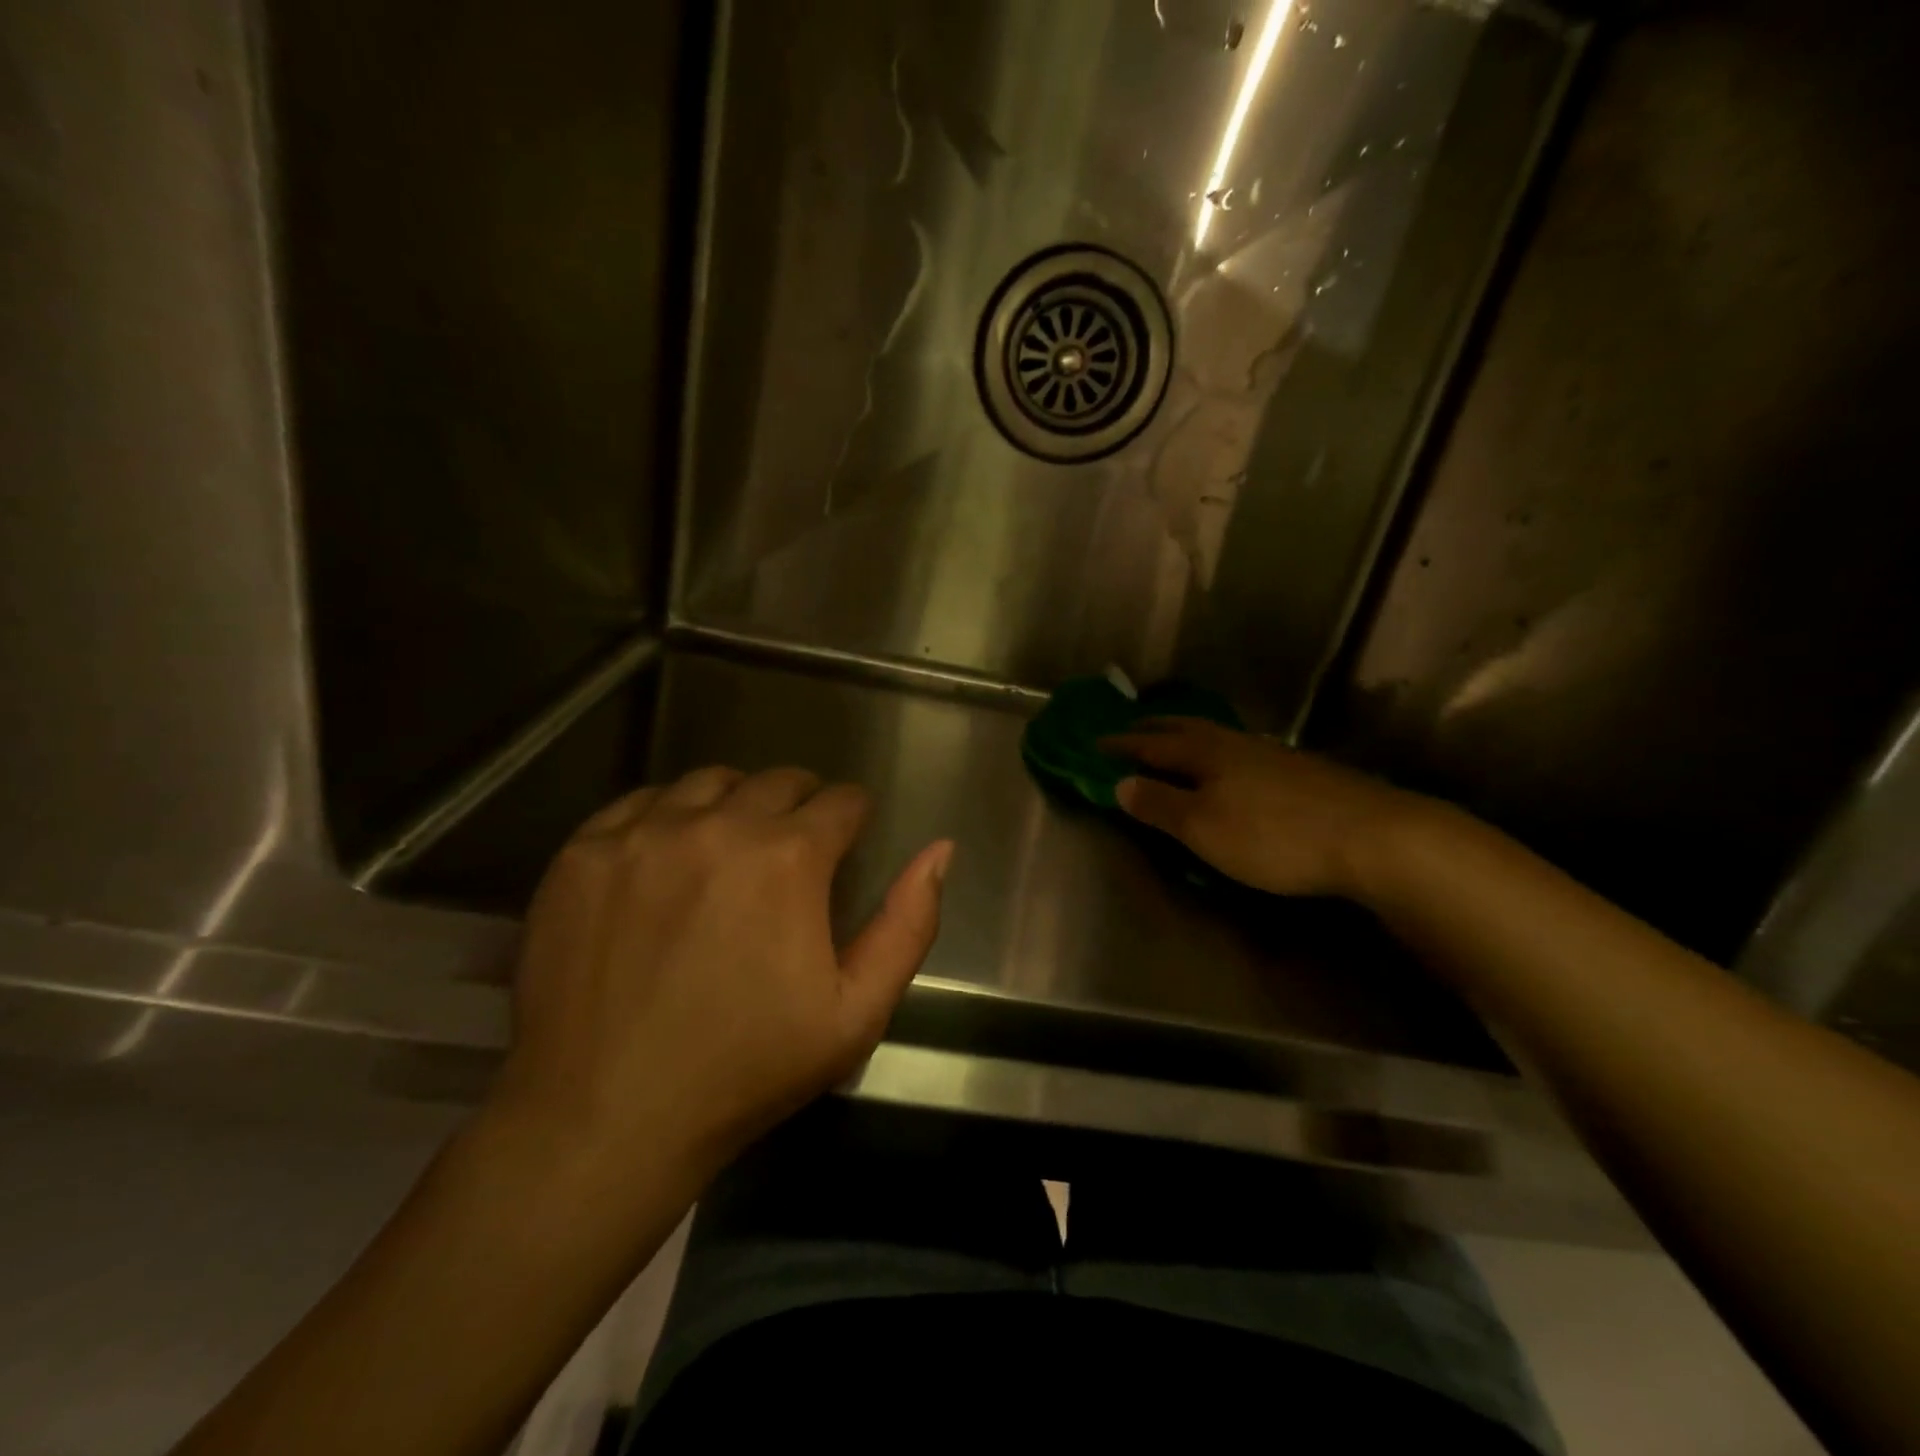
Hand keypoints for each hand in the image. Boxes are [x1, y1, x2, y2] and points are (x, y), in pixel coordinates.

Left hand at [493, 766, 951, 1178]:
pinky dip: (667, 817)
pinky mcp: (583, 852)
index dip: (852, 820)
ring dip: (736, 805)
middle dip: (801, 807)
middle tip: (792, 853)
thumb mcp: (856, 1012)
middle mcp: (718, 824)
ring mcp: (642, 833)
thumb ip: (908, 924)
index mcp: (789, 857)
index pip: (841, 800)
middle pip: (779, 780)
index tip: (845, 844)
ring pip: (710, 782)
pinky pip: (640, 803)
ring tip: (731, 851)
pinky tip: (666, 860)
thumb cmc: (746, 1069)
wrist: (605, 1119)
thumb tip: (940, 850)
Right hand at [1100, 718, 1423, 899]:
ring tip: (1175, 742)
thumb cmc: (1273, 835)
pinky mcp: (1302, 771)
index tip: (1094, 743)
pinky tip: (1232, 767)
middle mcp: (1235, 743)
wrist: (1373, 836)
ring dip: (1188, 737)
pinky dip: (1220, 753)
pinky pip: (1242, 752)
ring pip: (1218, 737)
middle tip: (1131, 728)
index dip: (1121, 745)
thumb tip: (1120, 783)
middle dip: (1154, 729)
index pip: (1150, 744)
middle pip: (1186, 728)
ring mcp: (1273, 754)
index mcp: (1205, 753)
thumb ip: (1159, 804)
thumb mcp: (1202, 827)